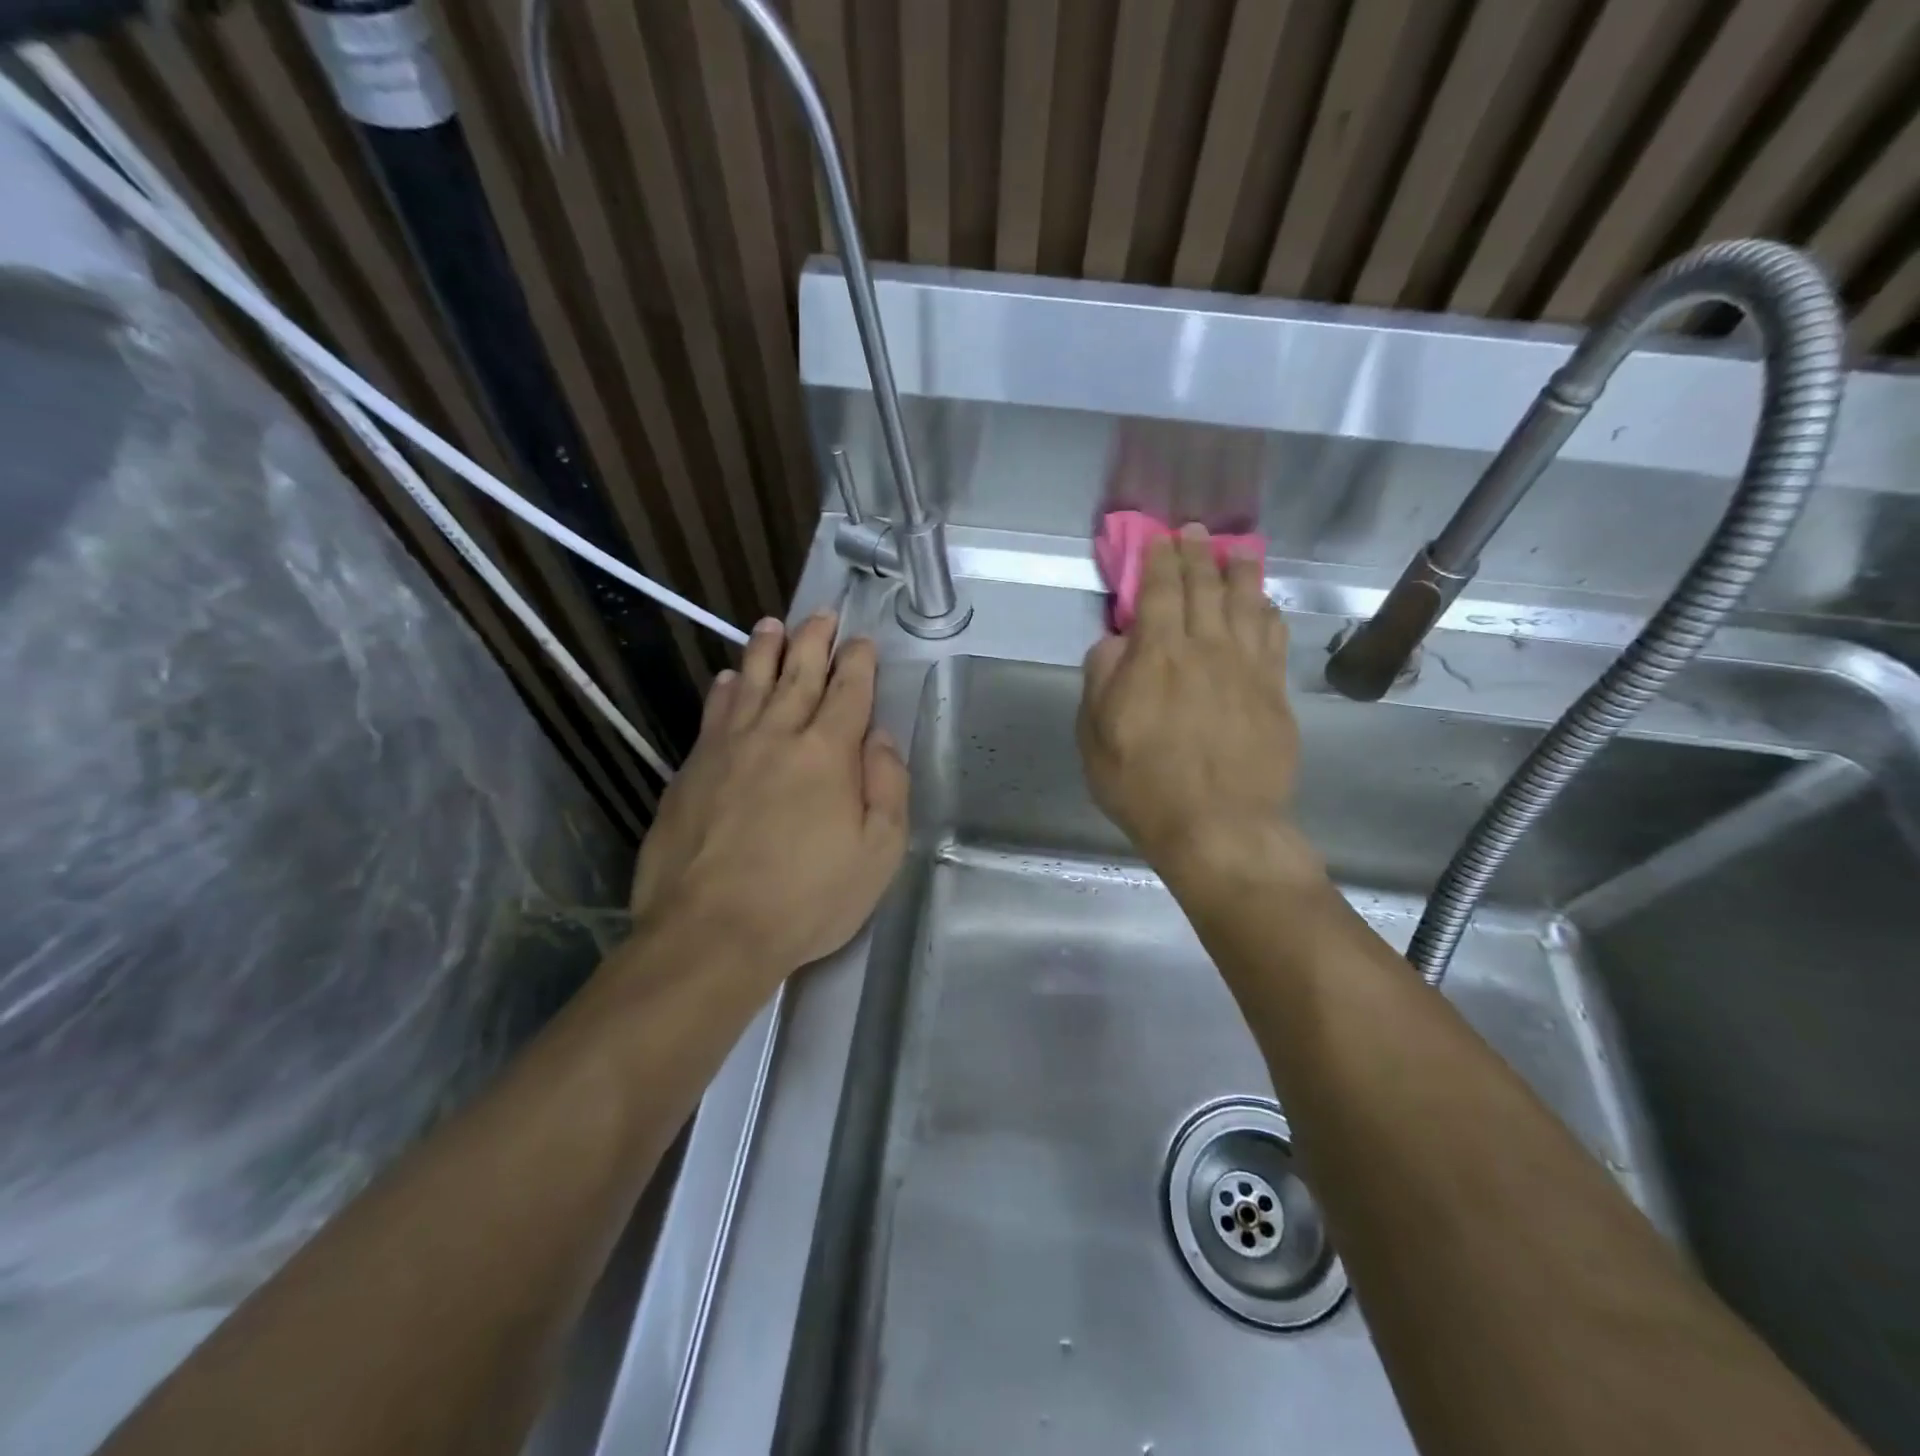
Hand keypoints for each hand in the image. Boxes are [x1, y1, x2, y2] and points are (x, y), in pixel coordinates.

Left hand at [628, 611, 908, 982]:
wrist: (711, 931)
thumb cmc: (807, 898)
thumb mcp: (878, 853)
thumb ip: (887, 787)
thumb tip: (881, 737)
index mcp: (828, 753)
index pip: (848, 691)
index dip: (858, 662)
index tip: (863, 641)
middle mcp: (777, 735)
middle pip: (799, 673)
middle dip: (814, 640)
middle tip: (823, 614)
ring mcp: (728, 749)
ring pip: (749, 682)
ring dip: (765, 650)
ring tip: (772, 625)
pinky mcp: (691, 770)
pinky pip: (712, 715)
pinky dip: (722, 691)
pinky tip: (725, 680)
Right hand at [1078, 526, 1314, 887]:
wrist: (1218, 826)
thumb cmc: (1143, 784)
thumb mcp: (1095, 736)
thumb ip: (1101, 680)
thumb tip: (1114, 642)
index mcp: (1157, 656)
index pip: (1161, 591)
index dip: (1160, 559)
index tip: (1160, 537)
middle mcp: (1206, 649)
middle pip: (1206, 588)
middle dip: (1199, 554)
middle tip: (1198, 532)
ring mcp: (1247, 669)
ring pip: (1246, 604)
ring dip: (1241, 573)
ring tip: (1238, 552)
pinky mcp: (1274, 693)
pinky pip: (1273, 638)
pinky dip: (1268, 613)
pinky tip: (1265, 605)